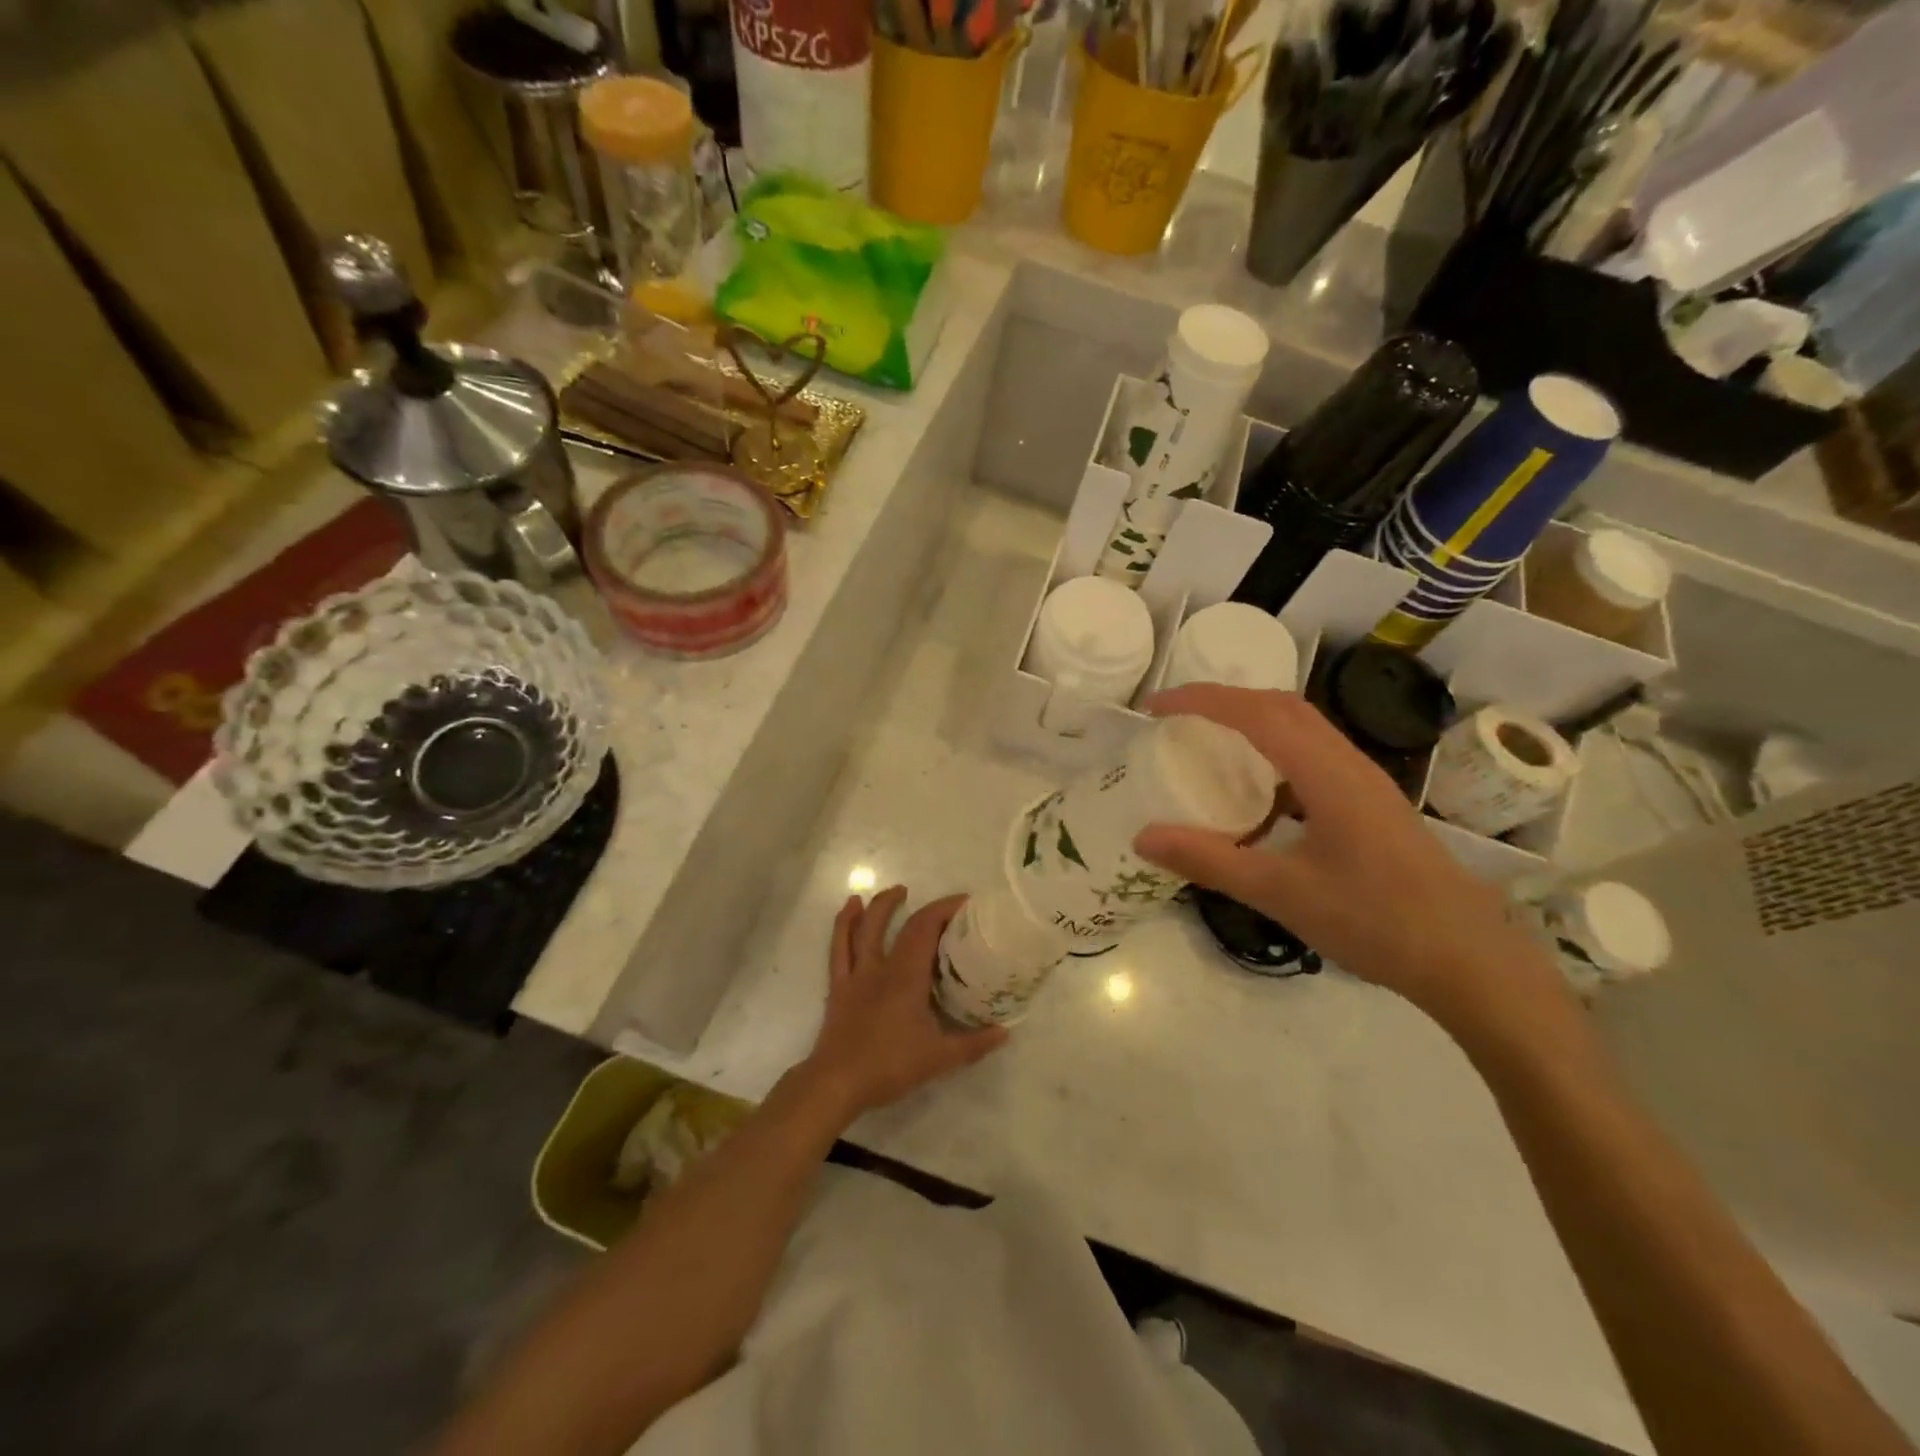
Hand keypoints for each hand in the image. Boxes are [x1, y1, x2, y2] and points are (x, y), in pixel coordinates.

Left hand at [801, 888, 1008, 1120]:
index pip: (925, 928)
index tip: (965, 903)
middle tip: (942, 905)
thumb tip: (1004, 1032)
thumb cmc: (889, 1066)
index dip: (944, 909)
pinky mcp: (838, 986)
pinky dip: (843, 924)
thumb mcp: (939, 1058)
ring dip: (880, 906)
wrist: (837, 1083)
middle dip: (922, 907)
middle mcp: (881, 967)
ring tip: (895, 891)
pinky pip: (839, 947)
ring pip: (864, 928)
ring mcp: (856, 974)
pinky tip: (849, 909)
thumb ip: (974, 1044)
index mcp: (906, 976)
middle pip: (899, 925)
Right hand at [1133, 685, 1557, 1023]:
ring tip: (1209, 742)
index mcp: (1327, 774)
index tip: (1156, 707)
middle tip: (1178, 718)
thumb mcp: (1281, 893)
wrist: (1469, 959)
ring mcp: (1365, 783)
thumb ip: (1209, 861)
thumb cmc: (1375, 920)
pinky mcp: (1371, 805)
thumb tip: (1142, 837)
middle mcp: (1348, 763)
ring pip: (1302, 728)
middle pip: (1282, 707)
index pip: (1256, 713)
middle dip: (1225, 700)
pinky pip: (1313, 757)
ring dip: (1252, 721)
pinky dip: (1274, 753)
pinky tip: (1258, 794)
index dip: (1202, 700)